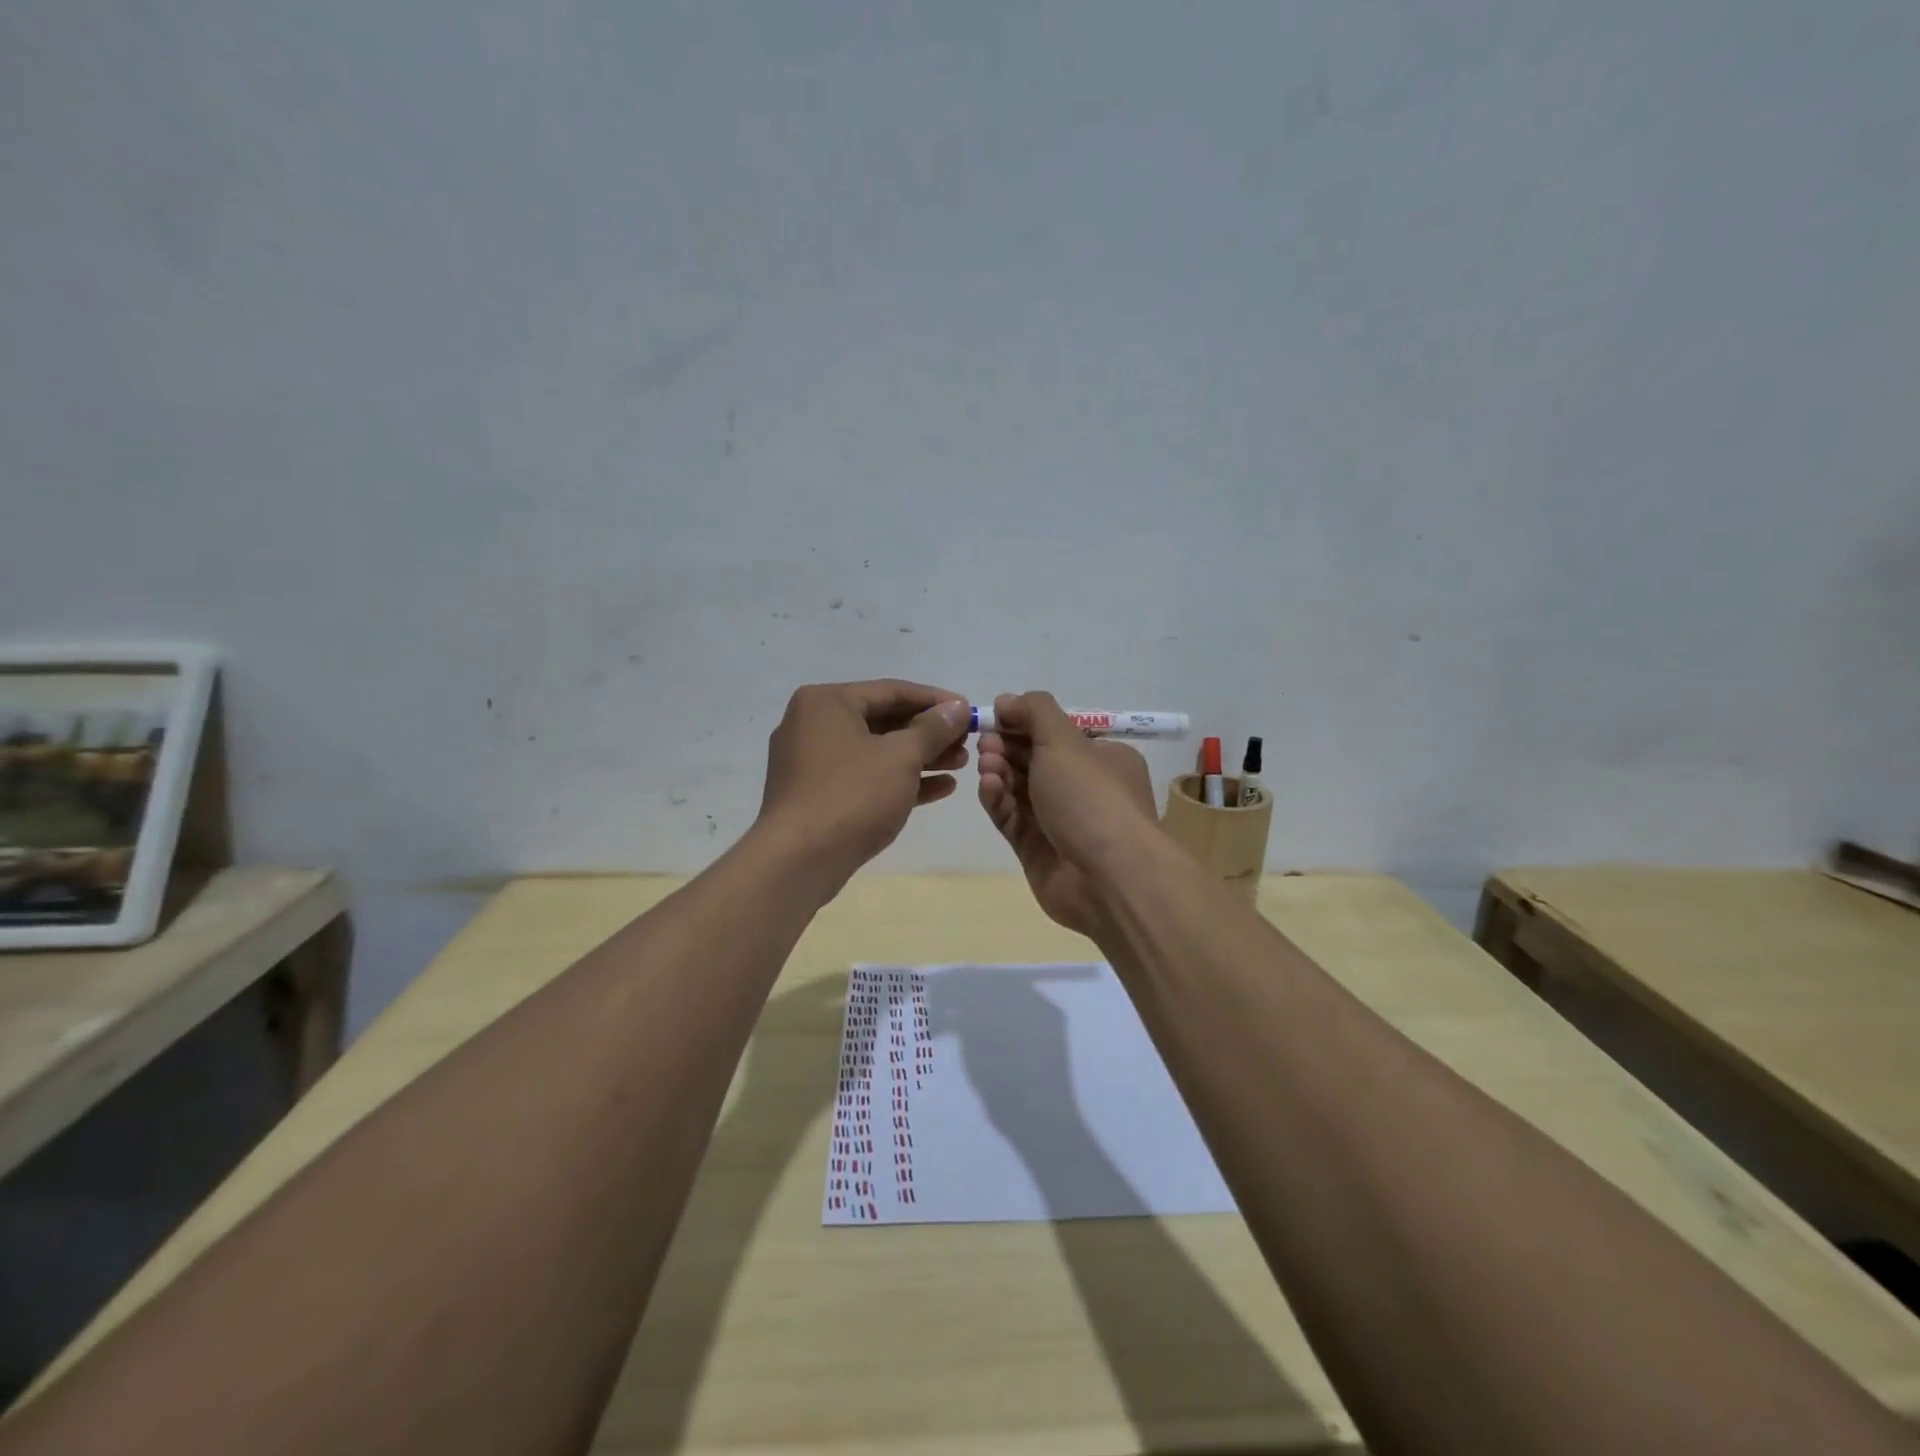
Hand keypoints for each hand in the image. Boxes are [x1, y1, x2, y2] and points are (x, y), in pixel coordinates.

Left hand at [756, 680, 970, 889]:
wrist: (799, 860)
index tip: (969, 710)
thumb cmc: (852, 795)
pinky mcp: (818, 796)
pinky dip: (900, 780)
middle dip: (929, 733)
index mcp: (827, 702)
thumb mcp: (901, 756)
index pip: (892, 691)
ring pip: (877, 752)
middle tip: (967, 742)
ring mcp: (813, 762)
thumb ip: (933, 729)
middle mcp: (814, 724)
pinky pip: (866, 778)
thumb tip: (956, 707)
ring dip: (920, 757)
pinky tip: (940, 789)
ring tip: (962, 765)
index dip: (935, 701)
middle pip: (884, 721)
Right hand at [976, 691, 1159, 936]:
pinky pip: (1012, 819)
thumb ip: (1034, 712)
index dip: (1025, 723)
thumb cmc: (1091, 797)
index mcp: (1103, 759)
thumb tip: (1006, 700)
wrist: (1107, 877)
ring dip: (1000, 772)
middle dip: (1007, 747)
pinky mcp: (1037, 851)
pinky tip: (989, 787)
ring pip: (1020, 790)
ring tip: (986, 764)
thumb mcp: (1065, 740)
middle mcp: (1084, 789)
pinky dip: (999, 800)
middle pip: (1035, 760)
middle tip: (985, 743)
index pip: (1058, 734)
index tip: (996, 717)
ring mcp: (1060, 822)